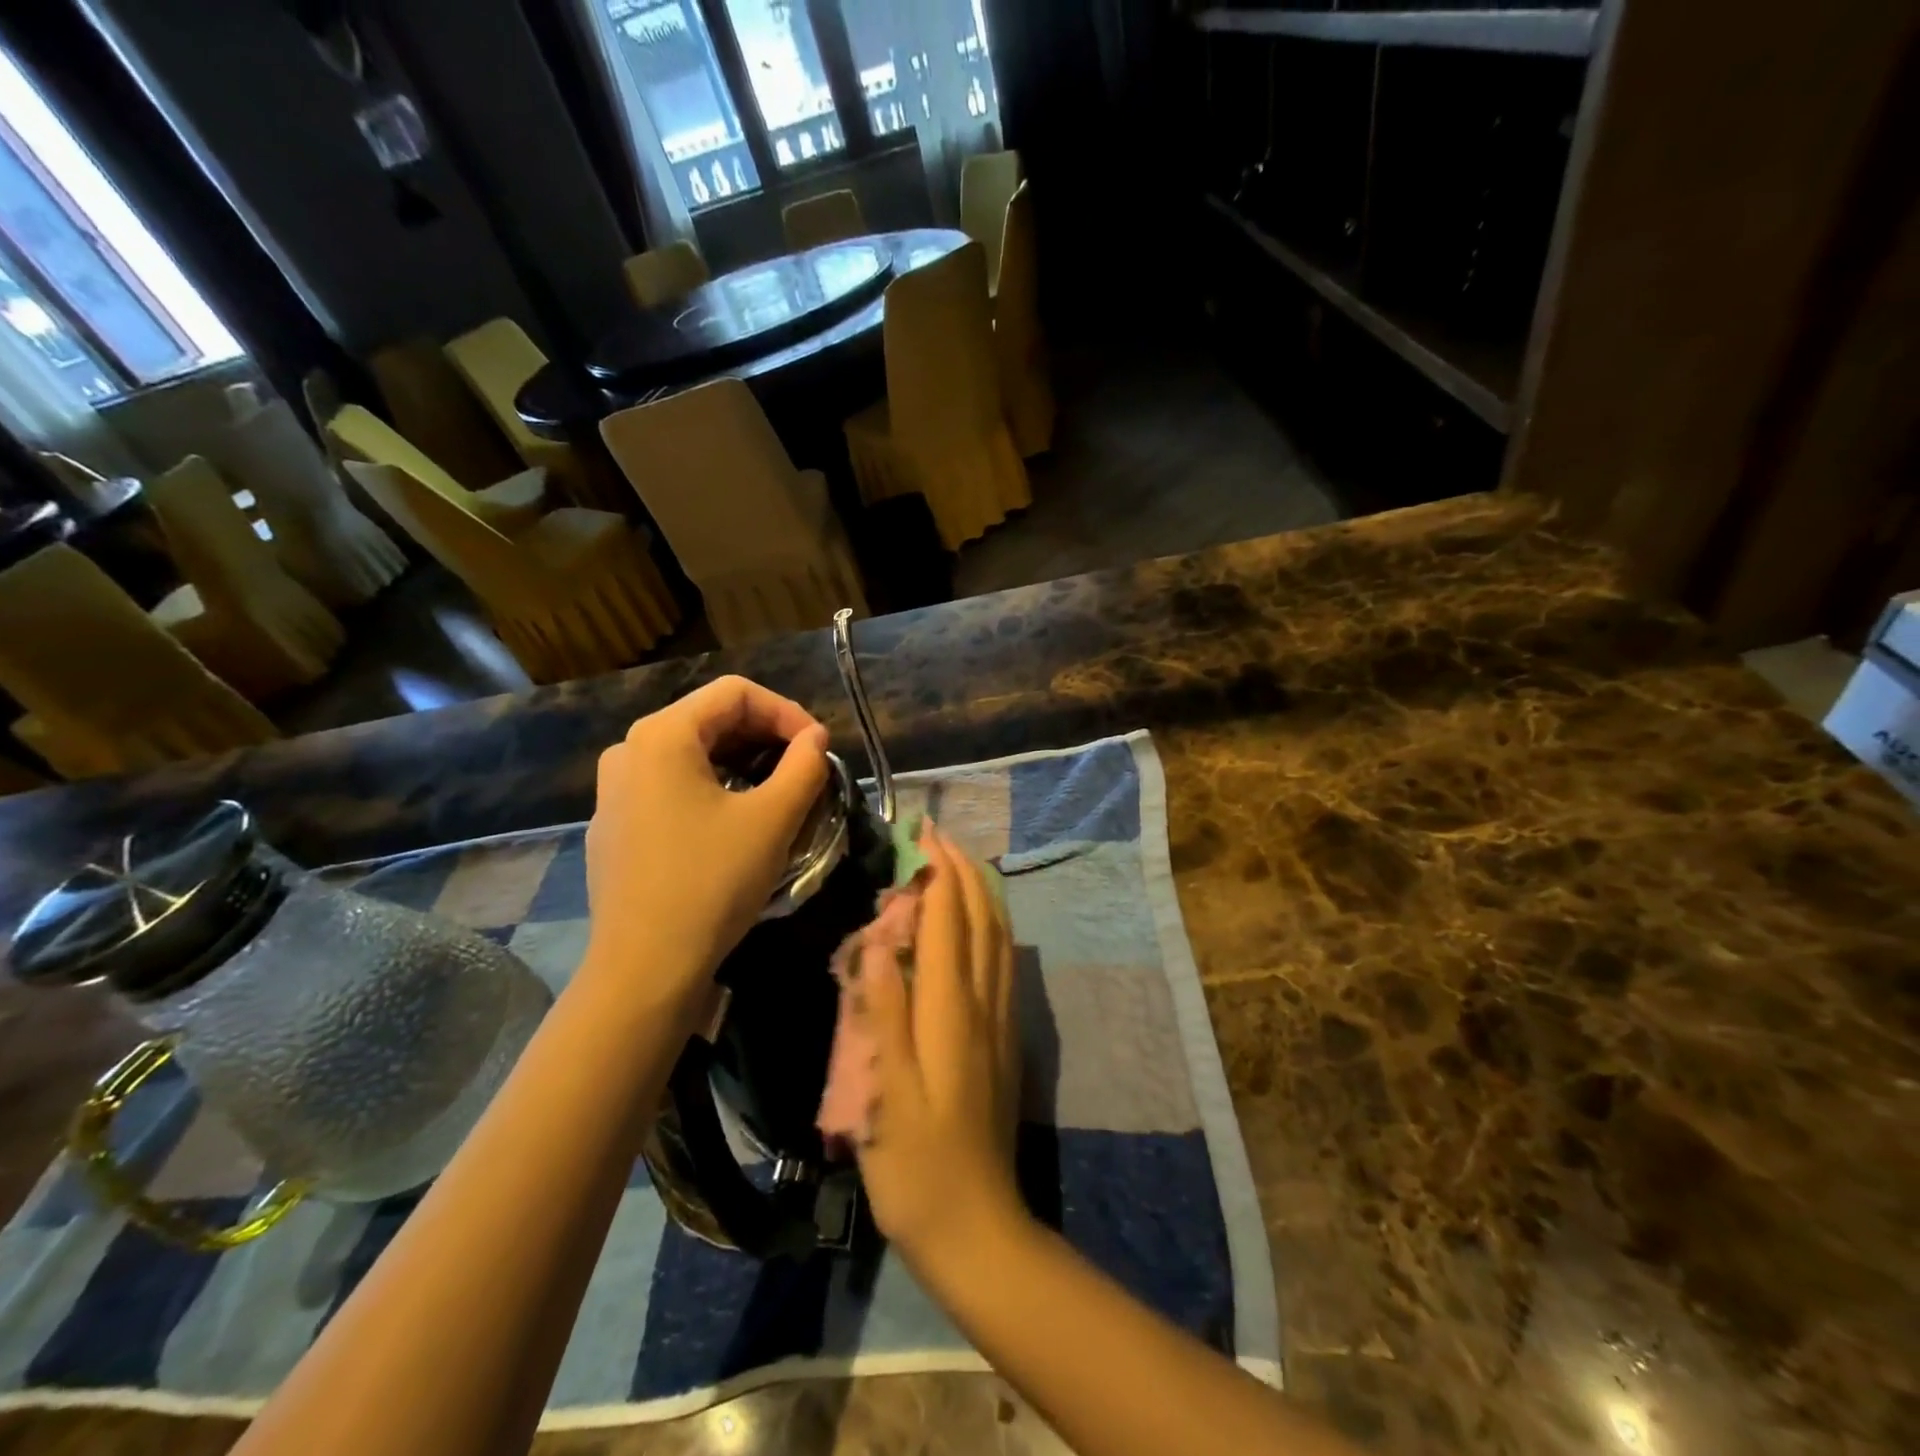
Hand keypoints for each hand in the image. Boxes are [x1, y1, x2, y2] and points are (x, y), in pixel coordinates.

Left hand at [582, 676, 828, 1010]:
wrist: (645, 967)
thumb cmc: (711, 883)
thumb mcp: (772, 820)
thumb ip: (804, 767)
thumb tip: (816, 738)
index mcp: (661, 735)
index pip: (736, 693)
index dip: (787, 712)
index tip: (819, 747)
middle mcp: (628, 750)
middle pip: (710, 718)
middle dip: (766, 736)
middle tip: (805, 768)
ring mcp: (614, 790)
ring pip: (691, 753)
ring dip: (743, 762)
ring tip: (778, 792)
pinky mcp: (615, 825)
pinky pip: (670, 785)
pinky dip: (712, 787)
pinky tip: (735, 821)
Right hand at [854, 825, 1027, 1272]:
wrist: (977, 1226)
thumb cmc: (917, 1165)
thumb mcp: (885, 1092)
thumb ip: (882, 1012)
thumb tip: (877, 941)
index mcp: (950, 1011)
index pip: (949, 922)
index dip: (939, 873)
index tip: (925, 834)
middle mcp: (983, 1004)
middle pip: (982, 920)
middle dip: (964, 872)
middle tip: (940, 838)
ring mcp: (1000, 1021)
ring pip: (999, 938)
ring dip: (982, 893)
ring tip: (961, 866)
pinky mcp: (1006, 1040)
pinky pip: (1003, 963)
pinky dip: (992, 927)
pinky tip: (981, 927)